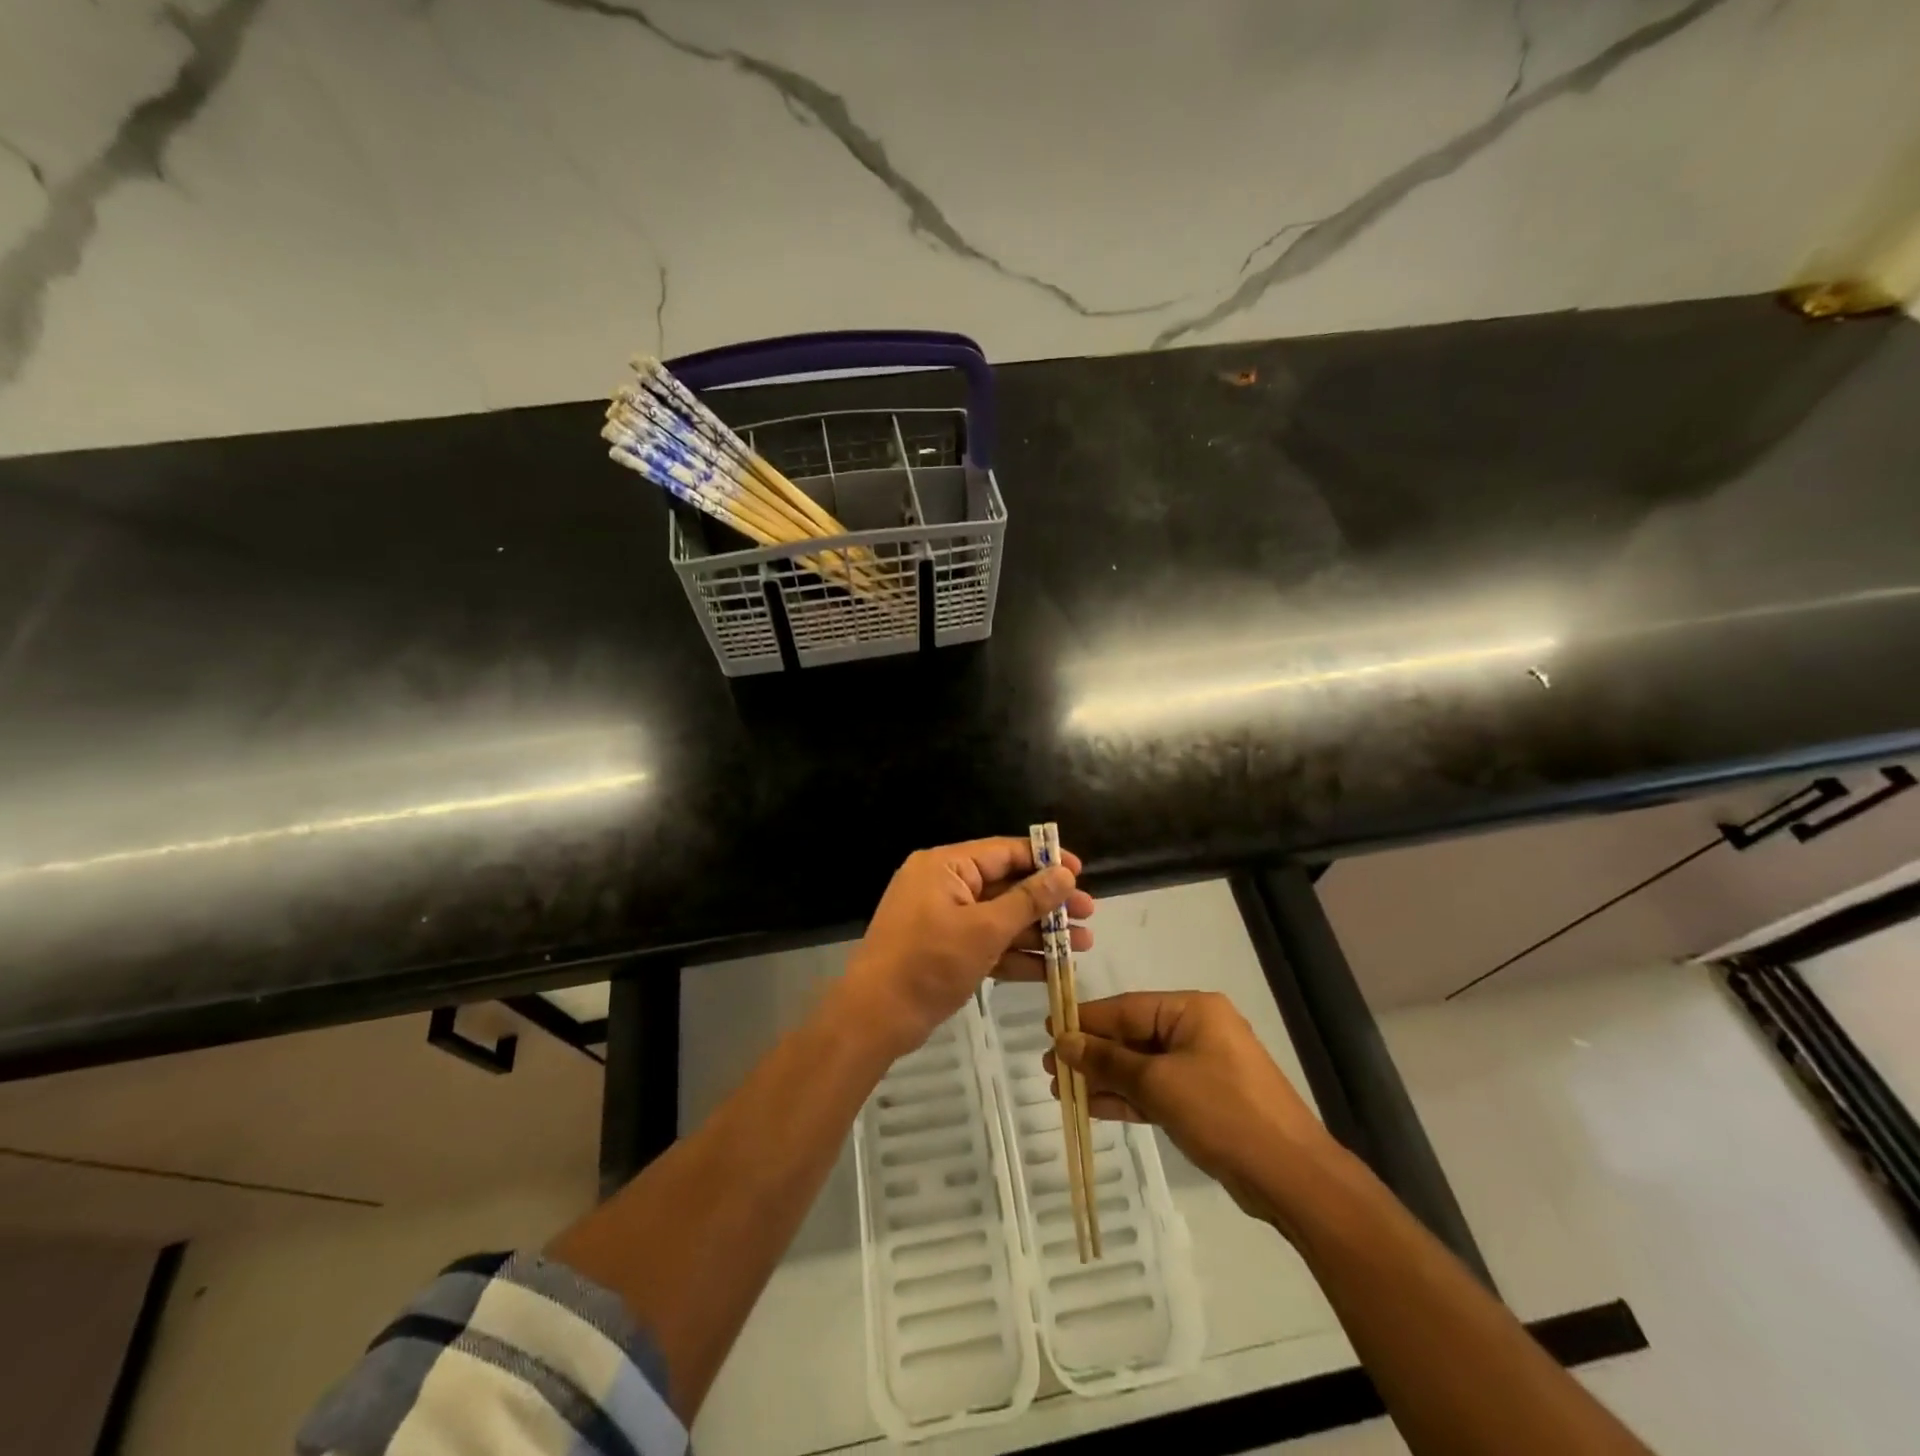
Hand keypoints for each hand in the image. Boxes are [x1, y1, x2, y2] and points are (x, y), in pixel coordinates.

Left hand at [842, 838, 1094, 1057]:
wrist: (875, 1018)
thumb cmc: (929, 963)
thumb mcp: (985, 930)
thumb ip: (1028, 900)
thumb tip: (1063, 873)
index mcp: (946, 866)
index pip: (1004, 852)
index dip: (1044, 860)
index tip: (1080, 873)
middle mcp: (944, 885)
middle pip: (1006, 885)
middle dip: (1048, 902)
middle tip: (1089, 914)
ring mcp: (943, 919)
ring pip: (1000, 917)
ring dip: (1039, 931)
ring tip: (1083, 944)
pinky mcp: (945, 949)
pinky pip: (987, 943)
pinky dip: (1016, 954)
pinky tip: (1052, 969)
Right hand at [1049, 990, 1336, 1227]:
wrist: (1292, 1177)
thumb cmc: (1223, 1113)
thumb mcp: (1159, 1083)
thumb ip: (1108, 1061)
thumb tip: (1065, 1041)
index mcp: (1193, 1010)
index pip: (1127, 1008)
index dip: (1086, 1020)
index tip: (1049, 1029)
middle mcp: (1197, 1030)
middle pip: (1133, 1036)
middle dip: (1092, 1054)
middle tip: (1051, 1069)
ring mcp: (1203, 1067)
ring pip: (1142, 1066)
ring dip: (1106, 1078)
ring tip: (1063, 1090)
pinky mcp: (1205, 1101)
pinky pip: (1157, 1090)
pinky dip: (1129, 1098)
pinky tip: (1094, 1107)